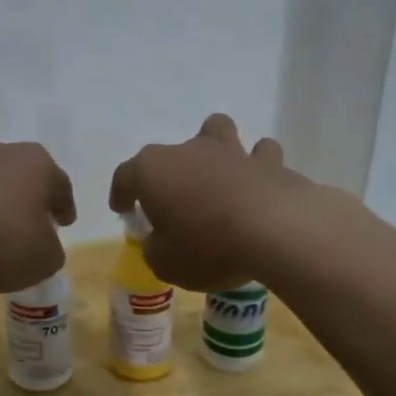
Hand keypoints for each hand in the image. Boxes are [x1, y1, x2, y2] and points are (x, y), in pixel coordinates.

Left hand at [0, 139, 74, 293]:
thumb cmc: (0, 240)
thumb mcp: (43, 260)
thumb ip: (50, 251)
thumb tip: (42, 245)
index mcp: (36, 164)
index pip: (59, 184)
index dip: (64, 206)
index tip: (65, 222)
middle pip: (18, 175)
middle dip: (22, 198)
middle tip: (25, 223)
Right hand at [107, 114, 304, 290]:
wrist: (274, 232)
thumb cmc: (207, 247)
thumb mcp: (165, 263)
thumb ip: (155, 249)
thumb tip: (158, 241)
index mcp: (153, 171)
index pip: (125, 176)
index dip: (121, 193)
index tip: (123, 209)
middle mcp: (189, 150)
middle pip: (170, 152)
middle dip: (169, 174)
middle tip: (174, 203)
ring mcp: (231, 151)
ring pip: (217, 131)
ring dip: (215, 149)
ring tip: (219, 176)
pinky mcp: (269, 162)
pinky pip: (260, 155)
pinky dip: (258, 167)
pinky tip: (260, 184)